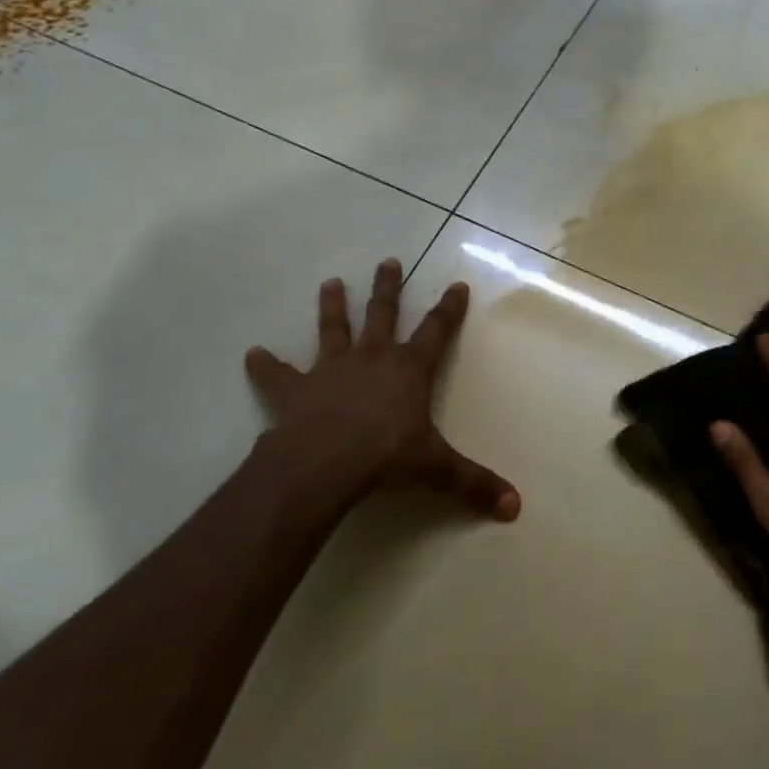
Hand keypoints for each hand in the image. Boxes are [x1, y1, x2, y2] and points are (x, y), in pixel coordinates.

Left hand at [244, 260, 521, 520]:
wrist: (323, 464)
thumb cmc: (386, 458)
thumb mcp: (437, 470)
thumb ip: (474, 484)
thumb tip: (516, 507)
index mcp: (408, 370)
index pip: (436, 331)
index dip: (448, 309)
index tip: (456, 284)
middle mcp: (371, 359)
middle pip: (382, 314)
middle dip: (388, 288)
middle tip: (388, 260)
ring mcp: (331, 370)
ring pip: (332, 329)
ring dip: (332, 306)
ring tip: (329, 282)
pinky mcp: (295, 390)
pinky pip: (278, 375)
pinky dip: (265, 365)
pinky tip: (252, 354)